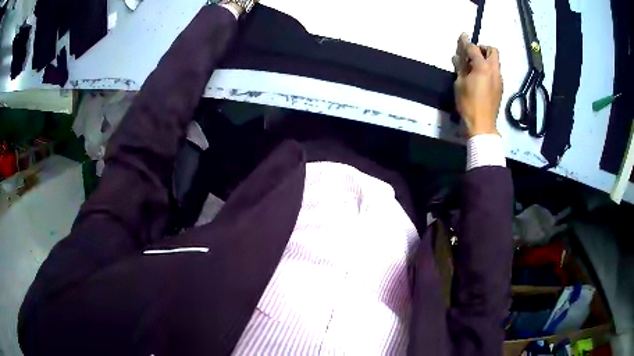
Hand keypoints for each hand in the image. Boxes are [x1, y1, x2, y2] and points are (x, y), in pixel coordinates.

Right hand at [452, 33, 502, 137]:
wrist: (482, 124)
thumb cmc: (468, 103)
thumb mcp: (459, 83)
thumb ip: (460, 67)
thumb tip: (458, 56)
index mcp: (482, 67)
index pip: (474, 48)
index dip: (466, 42)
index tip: (462, 36)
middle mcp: (494, 70)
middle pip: (492, 50)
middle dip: (483, 48)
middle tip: (473, 54)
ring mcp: (499, 79)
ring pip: (496, 62)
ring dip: (487, 59)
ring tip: (476, 67)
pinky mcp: (500, 87)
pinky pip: (496, 72)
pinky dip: (489, 70)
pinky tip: (481, 79)